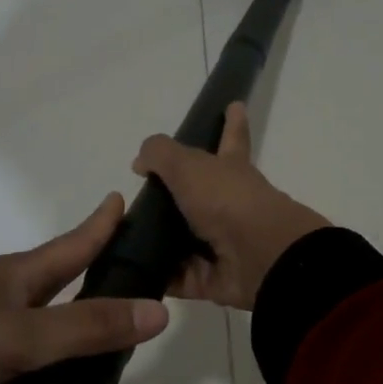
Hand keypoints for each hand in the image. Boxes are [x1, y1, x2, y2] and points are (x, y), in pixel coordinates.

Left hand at [0, 195, 166, 383]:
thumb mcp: (20, 332)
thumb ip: (88, 327)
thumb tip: (160, 313)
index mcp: (23, 282)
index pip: (78, 248)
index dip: (105, 228)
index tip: (130, 205)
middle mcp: (10, 314)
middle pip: (71, 333)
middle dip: (103, 368)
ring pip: (43, 383)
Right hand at [132, 102, 329, 310]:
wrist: (260, 257)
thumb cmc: (227, 200)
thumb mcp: (188, 165)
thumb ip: (160, 154)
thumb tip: (141, 160)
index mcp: (231, 170)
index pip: (231, 138)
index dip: (232, 122)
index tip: (234, 105)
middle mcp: (228, 205)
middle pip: (199, 195)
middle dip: (177, 194)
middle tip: (143, 195)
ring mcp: (221, 244)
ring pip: (184, 239)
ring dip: (159, 240)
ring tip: (122, 236)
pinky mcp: (210, 278)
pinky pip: (178, 277)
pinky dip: (159, 276)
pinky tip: (131, 271)